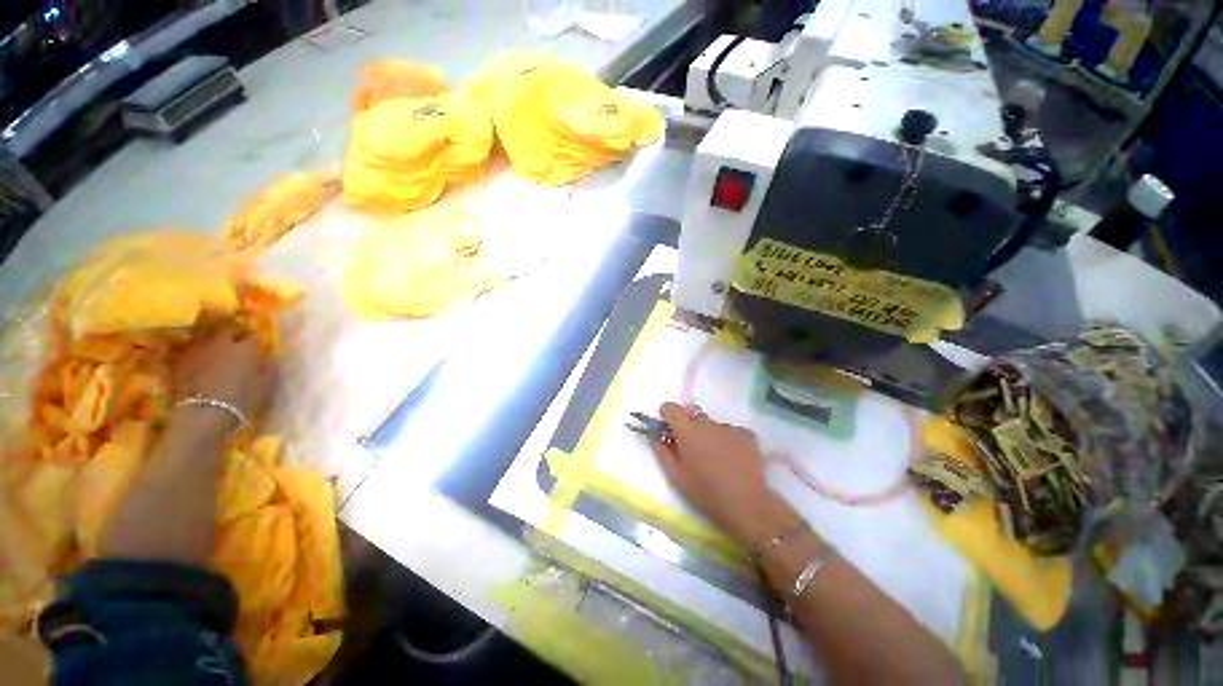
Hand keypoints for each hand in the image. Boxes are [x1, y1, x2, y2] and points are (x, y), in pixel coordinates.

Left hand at [173, 326, 274, 425]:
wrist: (203, 413)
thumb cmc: (241, 400)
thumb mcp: (264, 386)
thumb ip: (267, 368)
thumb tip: (268, 358)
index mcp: (245, 348)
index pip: (252, 335)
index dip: (253, 339)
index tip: (254, 344)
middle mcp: (222, 342)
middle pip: (226, 327)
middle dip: (231, 329)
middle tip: (234, 336)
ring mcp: (199, 348)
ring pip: (204, 332)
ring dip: (210, 334)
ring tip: (213, 340)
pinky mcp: (180, 358)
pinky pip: (187, 345)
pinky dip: (192, 346)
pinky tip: (194, 352)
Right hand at [648, 402, 802, 548]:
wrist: (748, 506)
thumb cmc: (707, 494)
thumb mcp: (677, 477)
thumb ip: (662, 453)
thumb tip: (654, 437)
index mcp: (688, 432)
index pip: (672, 408)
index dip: (667, 414)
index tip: (667, 425)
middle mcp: (708, 424)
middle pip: (693, 414)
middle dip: (688, 425)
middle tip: (691, 447)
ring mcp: (730, 427)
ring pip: (712, 424)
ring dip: (709, 434)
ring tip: (716, 458)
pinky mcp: (747, 435)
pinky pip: (730, 431)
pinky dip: (727, 440)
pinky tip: (732, 459)